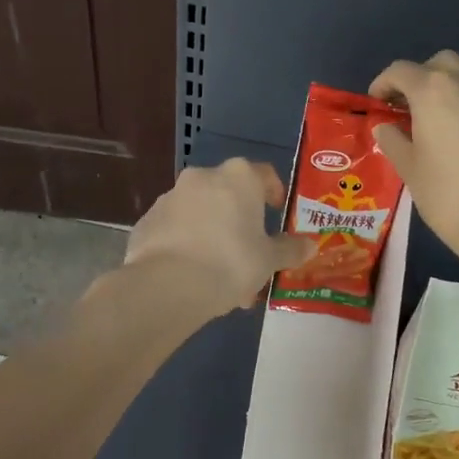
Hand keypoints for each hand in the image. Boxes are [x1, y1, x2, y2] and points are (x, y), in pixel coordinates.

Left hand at [122, 158, 315, 316]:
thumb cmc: (231, 262)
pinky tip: (192, 275)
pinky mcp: (147, 220)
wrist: (167, 285)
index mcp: (239, 177)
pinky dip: (186, 244)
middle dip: (240, 222)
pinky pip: (176, 229)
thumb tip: (310, 245)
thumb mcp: (269, 260)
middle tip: (250, 254)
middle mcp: (203, 177)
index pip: (264, 174)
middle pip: (229, 195)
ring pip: (201, 213)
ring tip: (221, 275)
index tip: (277, 213)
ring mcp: (171, 197)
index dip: (274, 193)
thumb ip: (289, 249)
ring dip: (213, 234)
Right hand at [369, 51, 458, 258]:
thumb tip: (386, 128)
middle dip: (419, 79)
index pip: (401, 71)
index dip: (383, 84)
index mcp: (435, 91)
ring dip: (446, 91)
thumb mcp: (410, 169)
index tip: (377, 104)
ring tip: (434, 125)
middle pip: (439, 64)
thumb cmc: (448, 196)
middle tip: (407, 108)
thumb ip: (393, 140)